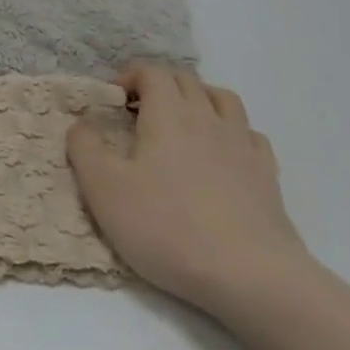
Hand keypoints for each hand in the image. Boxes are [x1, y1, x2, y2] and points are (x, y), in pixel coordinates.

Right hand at [67, 64, 311, 316]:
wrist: (251, 277)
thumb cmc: (168, 227)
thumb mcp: (104, 188)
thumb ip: (84, 147)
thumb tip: (81, 124)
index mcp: (168, 114)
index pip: (152, 72)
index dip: (130, 77)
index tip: (113, 102)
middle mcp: (208, 119)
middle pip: (185, 80)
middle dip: (159, 85)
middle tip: (138, 113)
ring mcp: (243, 146)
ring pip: (222, 99)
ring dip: (198, 99)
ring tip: (181, 124)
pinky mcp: (267, 177)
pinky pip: (250, 136)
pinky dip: (231, 132)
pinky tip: (221, 155)